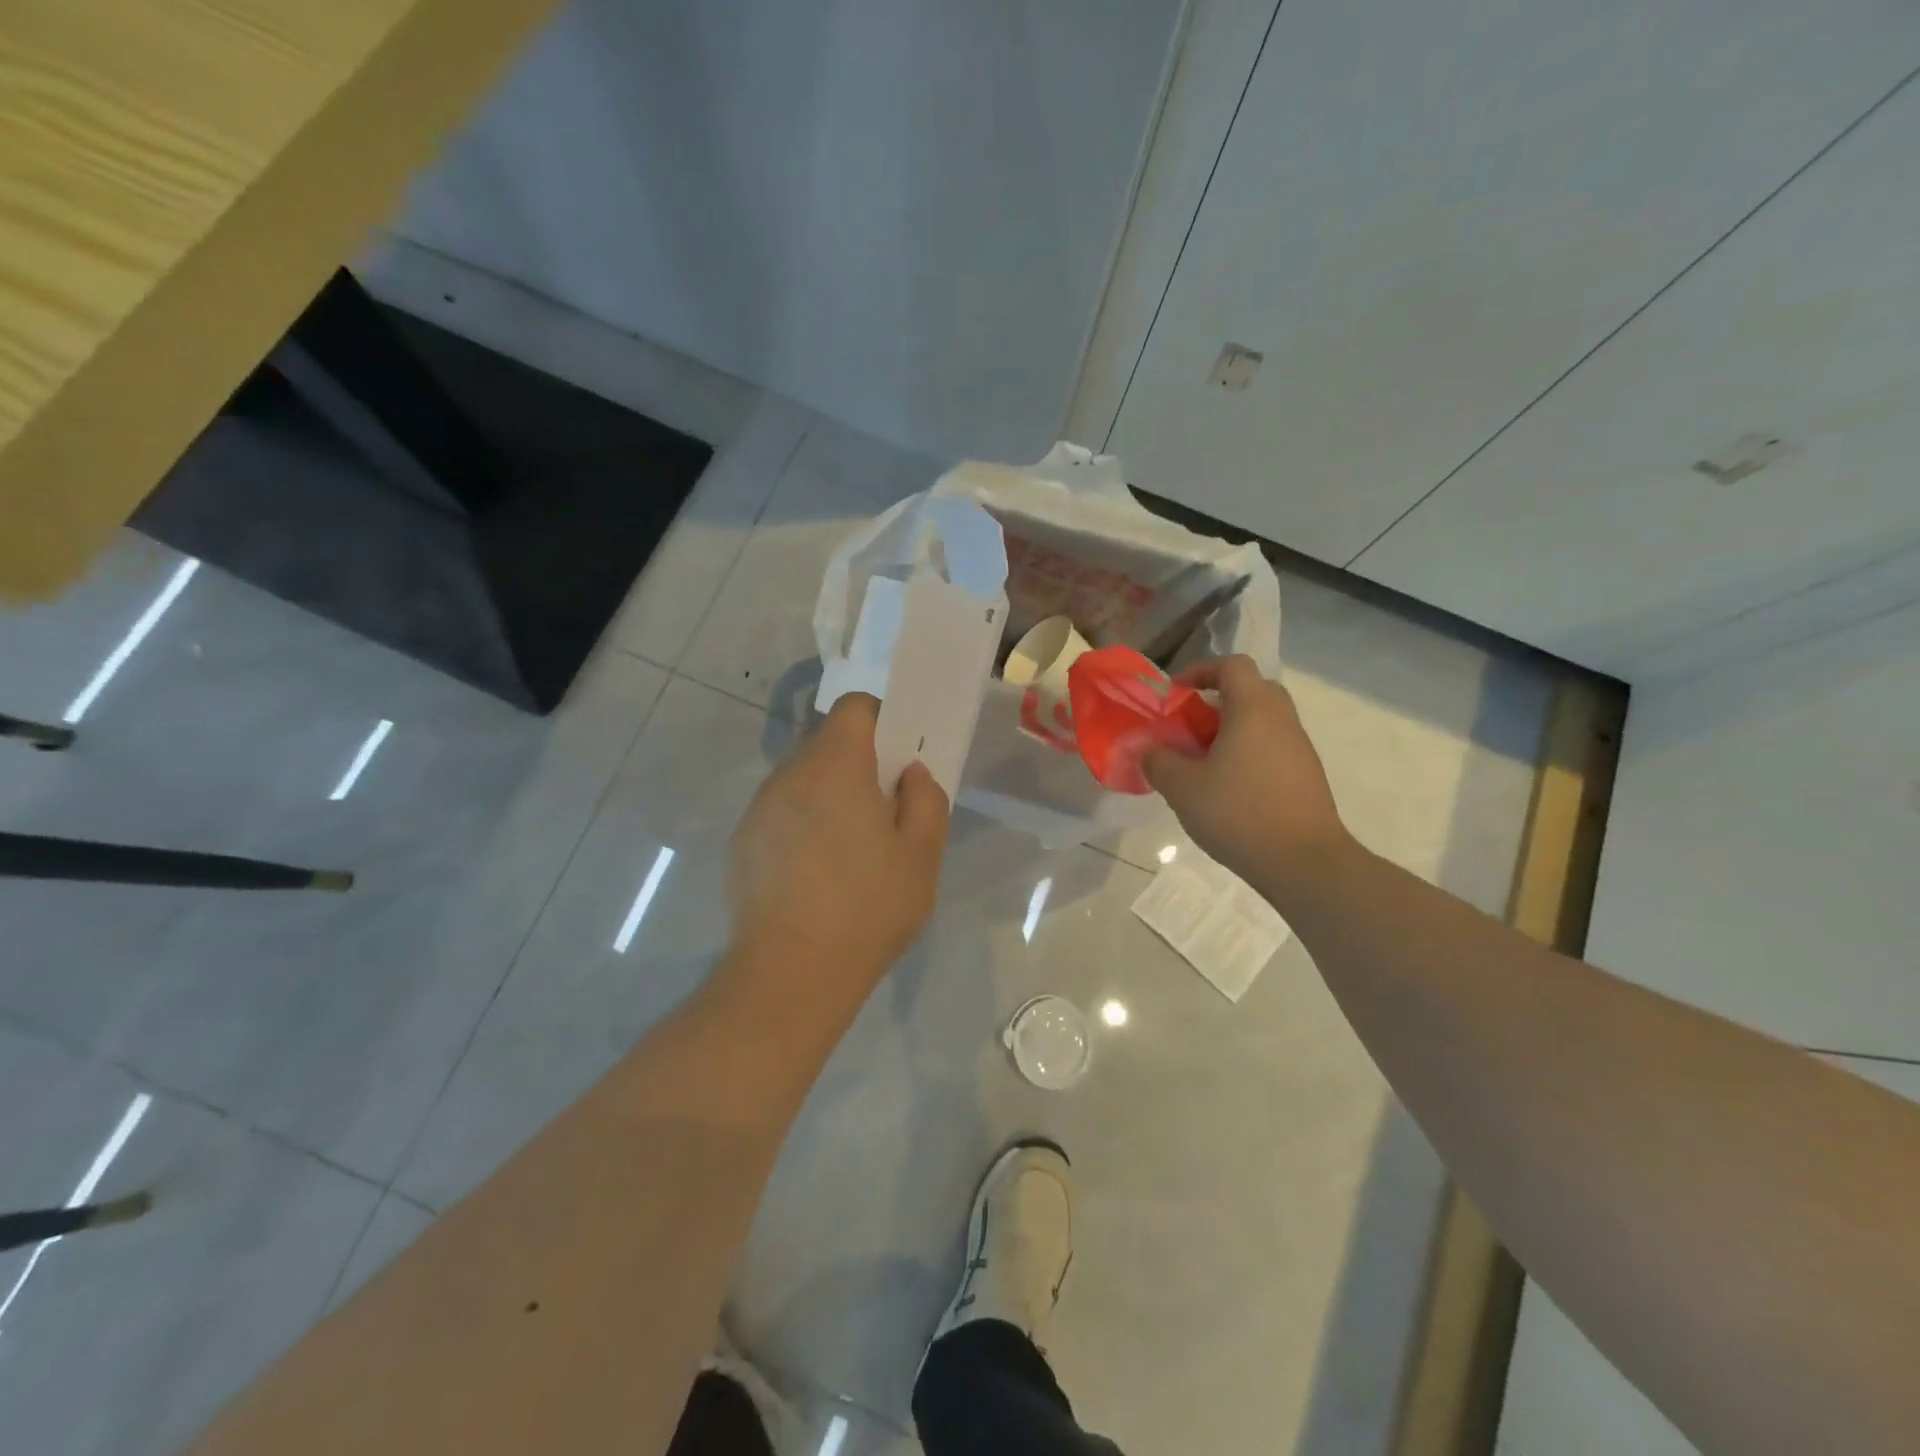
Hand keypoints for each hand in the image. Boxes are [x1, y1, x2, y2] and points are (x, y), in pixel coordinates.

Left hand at [726, 694, 949, 990]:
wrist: (790, 975)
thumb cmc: (867, 909)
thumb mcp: (922, 856)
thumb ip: (926, 799)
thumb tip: (909, 774)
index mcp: (835, 767)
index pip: (855, 708)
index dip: (882, 721)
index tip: (899, 759)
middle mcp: (789, 775)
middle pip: (828, 746)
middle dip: (859, 766)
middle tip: (885, 814)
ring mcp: (759, 809)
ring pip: (803, 781)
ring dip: (829, 798)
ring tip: (849, 852)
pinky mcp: (742, 843)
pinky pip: (781, 814)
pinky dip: (802, 827)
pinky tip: (815, 876)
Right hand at [1144, 656, 1349, 889]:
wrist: (1303, 862)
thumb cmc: (1238, 813)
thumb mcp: (1182, 788)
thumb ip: (1158, 761)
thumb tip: (1148, 749)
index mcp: (1253, 710)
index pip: (1232, 665)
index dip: (1201, 670)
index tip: (1176, 695)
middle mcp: (1282, 720)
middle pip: (1252, 689)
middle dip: (1218, 699)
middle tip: (1191, 726)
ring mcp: (1300, 748)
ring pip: (1264, 720)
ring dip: (1233, 729)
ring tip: (1204, 761)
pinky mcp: (1307, 775)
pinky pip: (1274, 747)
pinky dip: (1249, 753)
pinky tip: (1229, 787)